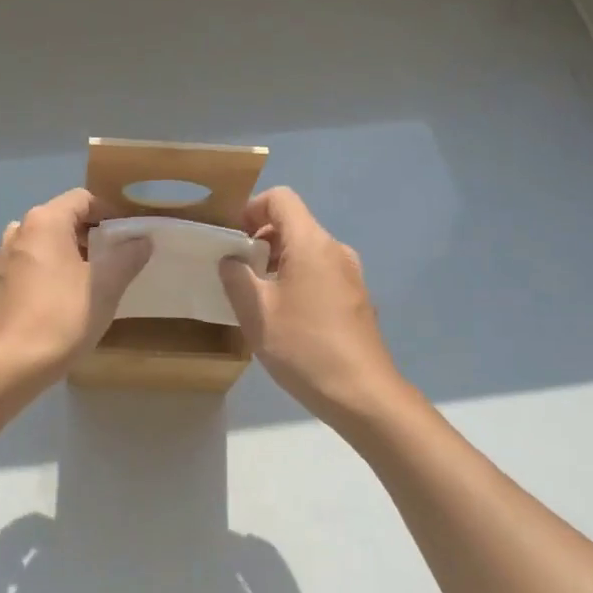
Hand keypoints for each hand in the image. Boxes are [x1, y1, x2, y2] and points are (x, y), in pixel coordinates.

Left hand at [0, 189, 150, 379]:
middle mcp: (18, 230)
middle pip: (58, 219)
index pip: (82, 199)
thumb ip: (128, 256)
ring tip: (78, 276)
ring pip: (36, 242)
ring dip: (58, 251)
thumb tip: (142, 240)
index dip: (109, 212)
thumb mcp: (107, 285)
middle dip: (85, 234)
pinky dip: (34, 270)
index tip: (127, 236)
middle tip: (110, 260)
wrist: (16, 362)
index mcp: (45, 221)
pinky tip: (44, 290)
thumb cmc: (65, 316)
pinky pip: (17, 266)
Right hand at [218, 187, 402, 424]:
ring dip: (277, 263)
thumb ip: (236, 277)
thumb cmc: (303, 347)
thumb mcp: (255, 312)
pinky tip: (285, 317)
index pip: (281, 198)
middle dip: (260, 239)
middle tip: (237, 273)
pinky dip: (297, 280)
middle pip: (294, 224)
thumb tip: (231, 259)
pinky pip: (320, 273)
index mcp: (311, 244)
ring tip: (257, 298)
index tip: (233, 240)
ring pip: (306, 251)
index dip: (251, 209)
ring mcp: (350, 274)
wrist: (361, 393)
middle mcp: (335, 250)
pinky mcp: (355, 298)